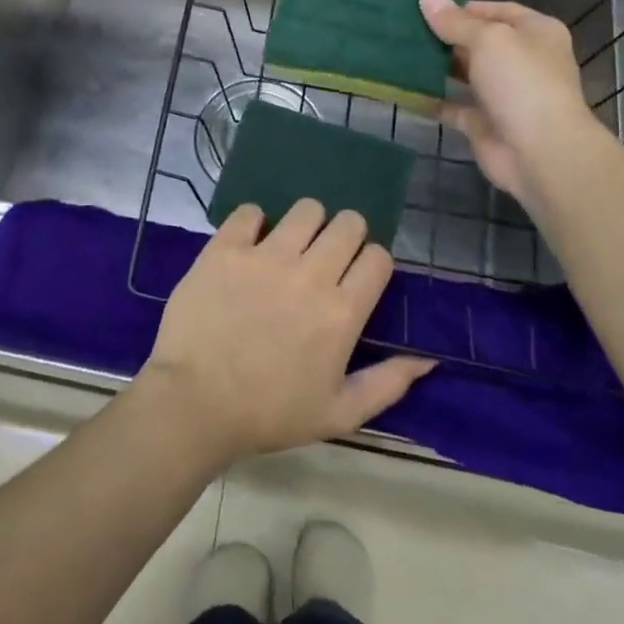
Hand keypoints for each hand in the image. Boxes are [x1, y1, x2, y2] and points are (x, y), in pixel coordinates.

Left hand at [139, 201, 434, 468]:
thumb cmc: (269, 413)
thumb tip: (428, 360)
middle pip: (348, 223)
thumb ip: (388, 384)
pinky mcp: (226, 248)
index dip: (371, 264)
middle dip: (345, 235)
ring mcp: (265, 256)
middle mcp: (310, 274)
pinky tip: (249, 243)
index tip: (356, 278)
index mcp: (342, 312)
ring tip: (290, 245)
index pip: (377, 258)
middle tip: (325, 257)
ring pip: (305, 209)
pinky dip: (254, 222)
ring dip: (305, 223)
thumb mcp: (339, 414)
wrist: (194, 403)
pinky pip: (250, 211)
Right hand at [418, 0, 599, 202]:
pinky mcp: (484, 123)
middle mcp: (522, 61)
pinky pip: (453, 106)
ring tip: (399, 53)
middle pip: (478, 42)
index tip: (426, 8)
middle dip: (445, 36)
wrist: (541, 152)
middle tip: (404, 29)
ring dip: (436, 66)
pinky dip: (432, 100)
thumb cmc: (521, 82)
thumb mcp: (488, 39)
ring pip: (464, 74)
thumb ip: (454, 20)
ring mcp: (503, 94)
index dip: (463, 8)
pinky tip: (404, 89)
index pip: (497, 11)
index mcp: (536, 33)